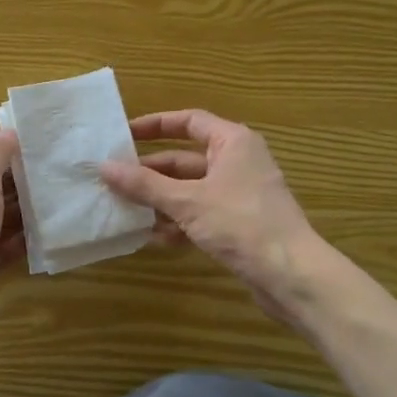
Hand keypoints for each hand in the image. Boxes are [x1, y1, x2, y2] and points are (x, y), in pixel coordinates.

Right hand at [99, 109, 321, 318]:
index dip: (155, 125)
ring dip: (159, 201)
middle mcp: (237, 162)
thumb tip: (104, 167)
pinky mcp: (239, 225)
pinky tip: (154, 239)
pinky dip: (178, 223)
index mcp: (232, 142)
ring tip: (125, 212)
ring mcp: (239, 195)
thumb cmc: (241, 224)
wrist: (292, 275)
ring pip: (189, 191)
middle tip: (113, 181)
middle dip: (150, 173)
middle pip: (184, 160)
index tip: (123, 136)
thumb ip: (144, 185)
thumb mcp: (187, 201)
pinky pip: (200, 215)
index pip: (189, 121)